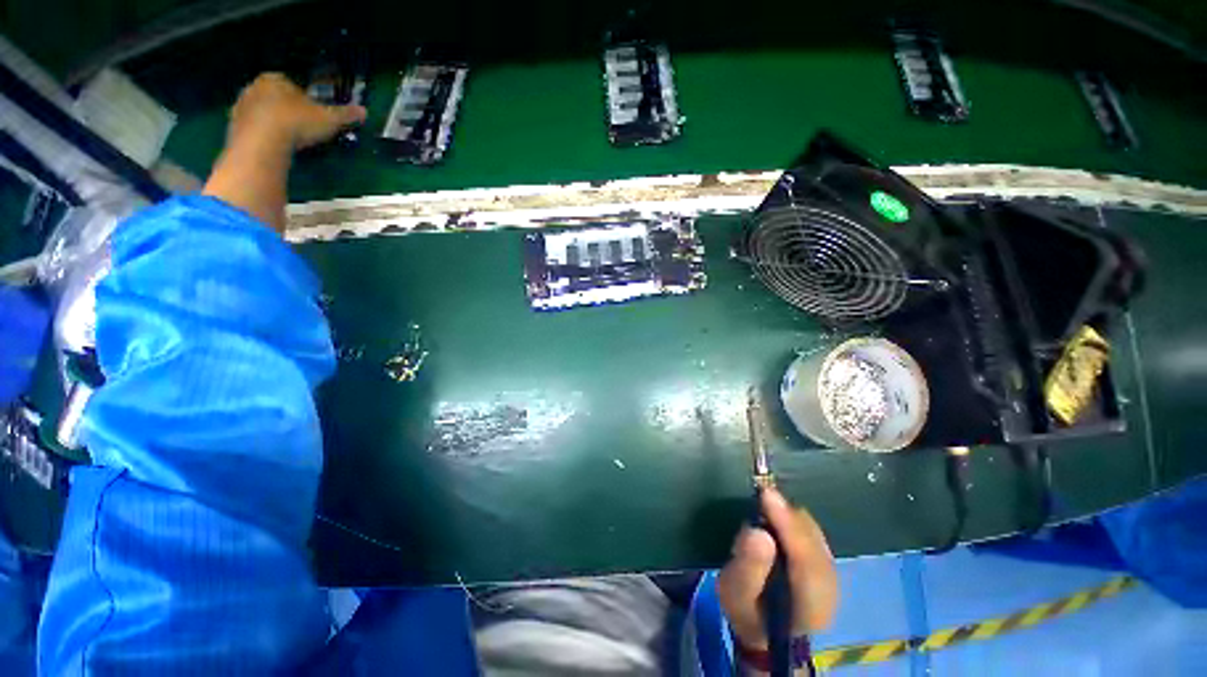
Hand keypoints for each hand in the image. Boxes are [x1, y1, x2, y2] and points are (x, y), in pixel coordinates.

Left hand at [226, 73, 366, 151]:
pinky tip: (275, 148)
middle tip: (302, 127)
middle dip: (286, 110)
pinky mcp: (233, 127)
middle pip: (274, 98)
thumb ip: (345, 115)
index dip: (304, 100)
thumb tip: (364, 111)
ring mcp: (241, 107)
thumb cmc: (296, 122)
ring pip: (262, 113)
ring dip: (274, 123)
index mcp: (275, 79)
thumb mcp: (328, 119)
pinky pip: (253, 129)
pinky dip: (263, 136)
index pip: (291, 85)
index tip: (314, 115)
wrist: (262, 142)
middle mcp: (254, 87)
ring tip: (289, 140)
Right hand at [717, 488, 838, 650]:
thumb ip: (747, 567)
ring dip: (788, 516)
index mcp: (809, 604)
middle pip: (813, 540)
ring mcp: (832, 574)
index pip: (805, 559)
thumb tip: (757, 531)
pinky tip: (776, 519)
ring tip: (764, 508)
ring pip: (813, 532)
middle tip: (759, 497)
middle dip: (786, 515)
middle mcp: (830, 586)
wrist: (766, 631)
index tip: (766, 495)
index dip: (787, 524)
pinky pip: (811, 531)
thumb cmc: (748, 613)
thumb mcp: (736, 595)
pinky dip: (792, 520)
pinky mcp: (826, 562)